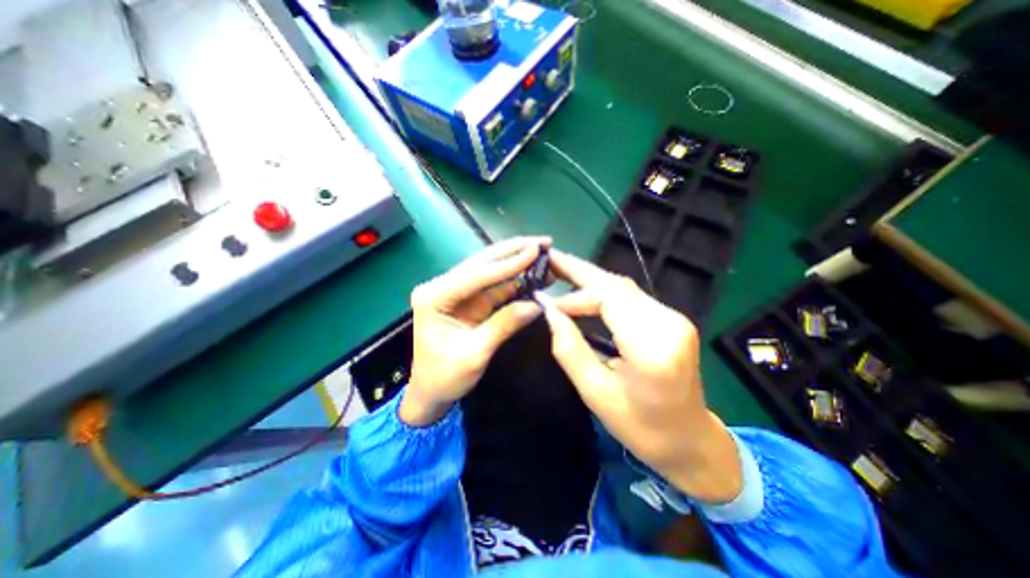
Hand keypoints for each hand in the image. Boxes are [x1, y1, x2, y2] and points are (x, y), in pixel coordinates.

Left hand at [397, 238, 551, 426]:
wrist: (431, 392)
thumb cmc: (444, 377)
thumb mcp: (474, 354)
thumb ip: (503, 325)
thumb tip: (536, 305)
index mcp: (434, 297)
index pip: (476, 275)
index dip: (507, 264)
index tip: (535, 251)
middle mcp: (443, 287)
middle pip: (482, 264)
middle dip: (513, 251)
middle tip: (542, 241)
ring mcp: (457, 293)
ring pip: (490, 271)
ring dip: (516, 262)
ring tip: (541, 251)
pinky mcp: (469, 301)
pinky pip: (494, 287)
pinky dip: (514, 280)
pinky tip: (531, 272)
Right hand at [540, 251, 739, 503]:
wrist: (690, 440)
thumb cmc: (641, 427)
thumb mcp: (595, 394)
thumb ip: (569, 349)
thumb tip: (550, 312)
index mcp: (653, 348)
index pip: (609, 299)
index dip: (575, 296)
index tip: (548, 305)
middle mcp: (669, 323)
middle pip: (617, 286)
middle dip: (580, 271)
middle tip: (550, 260)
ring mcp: (674, 318)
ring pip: (623, 288)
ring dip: (590, 280)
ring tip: (561, 271)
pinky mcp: (671, 319)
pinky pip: (630, 297)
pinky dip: (603, 291)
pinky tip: (584, 291)